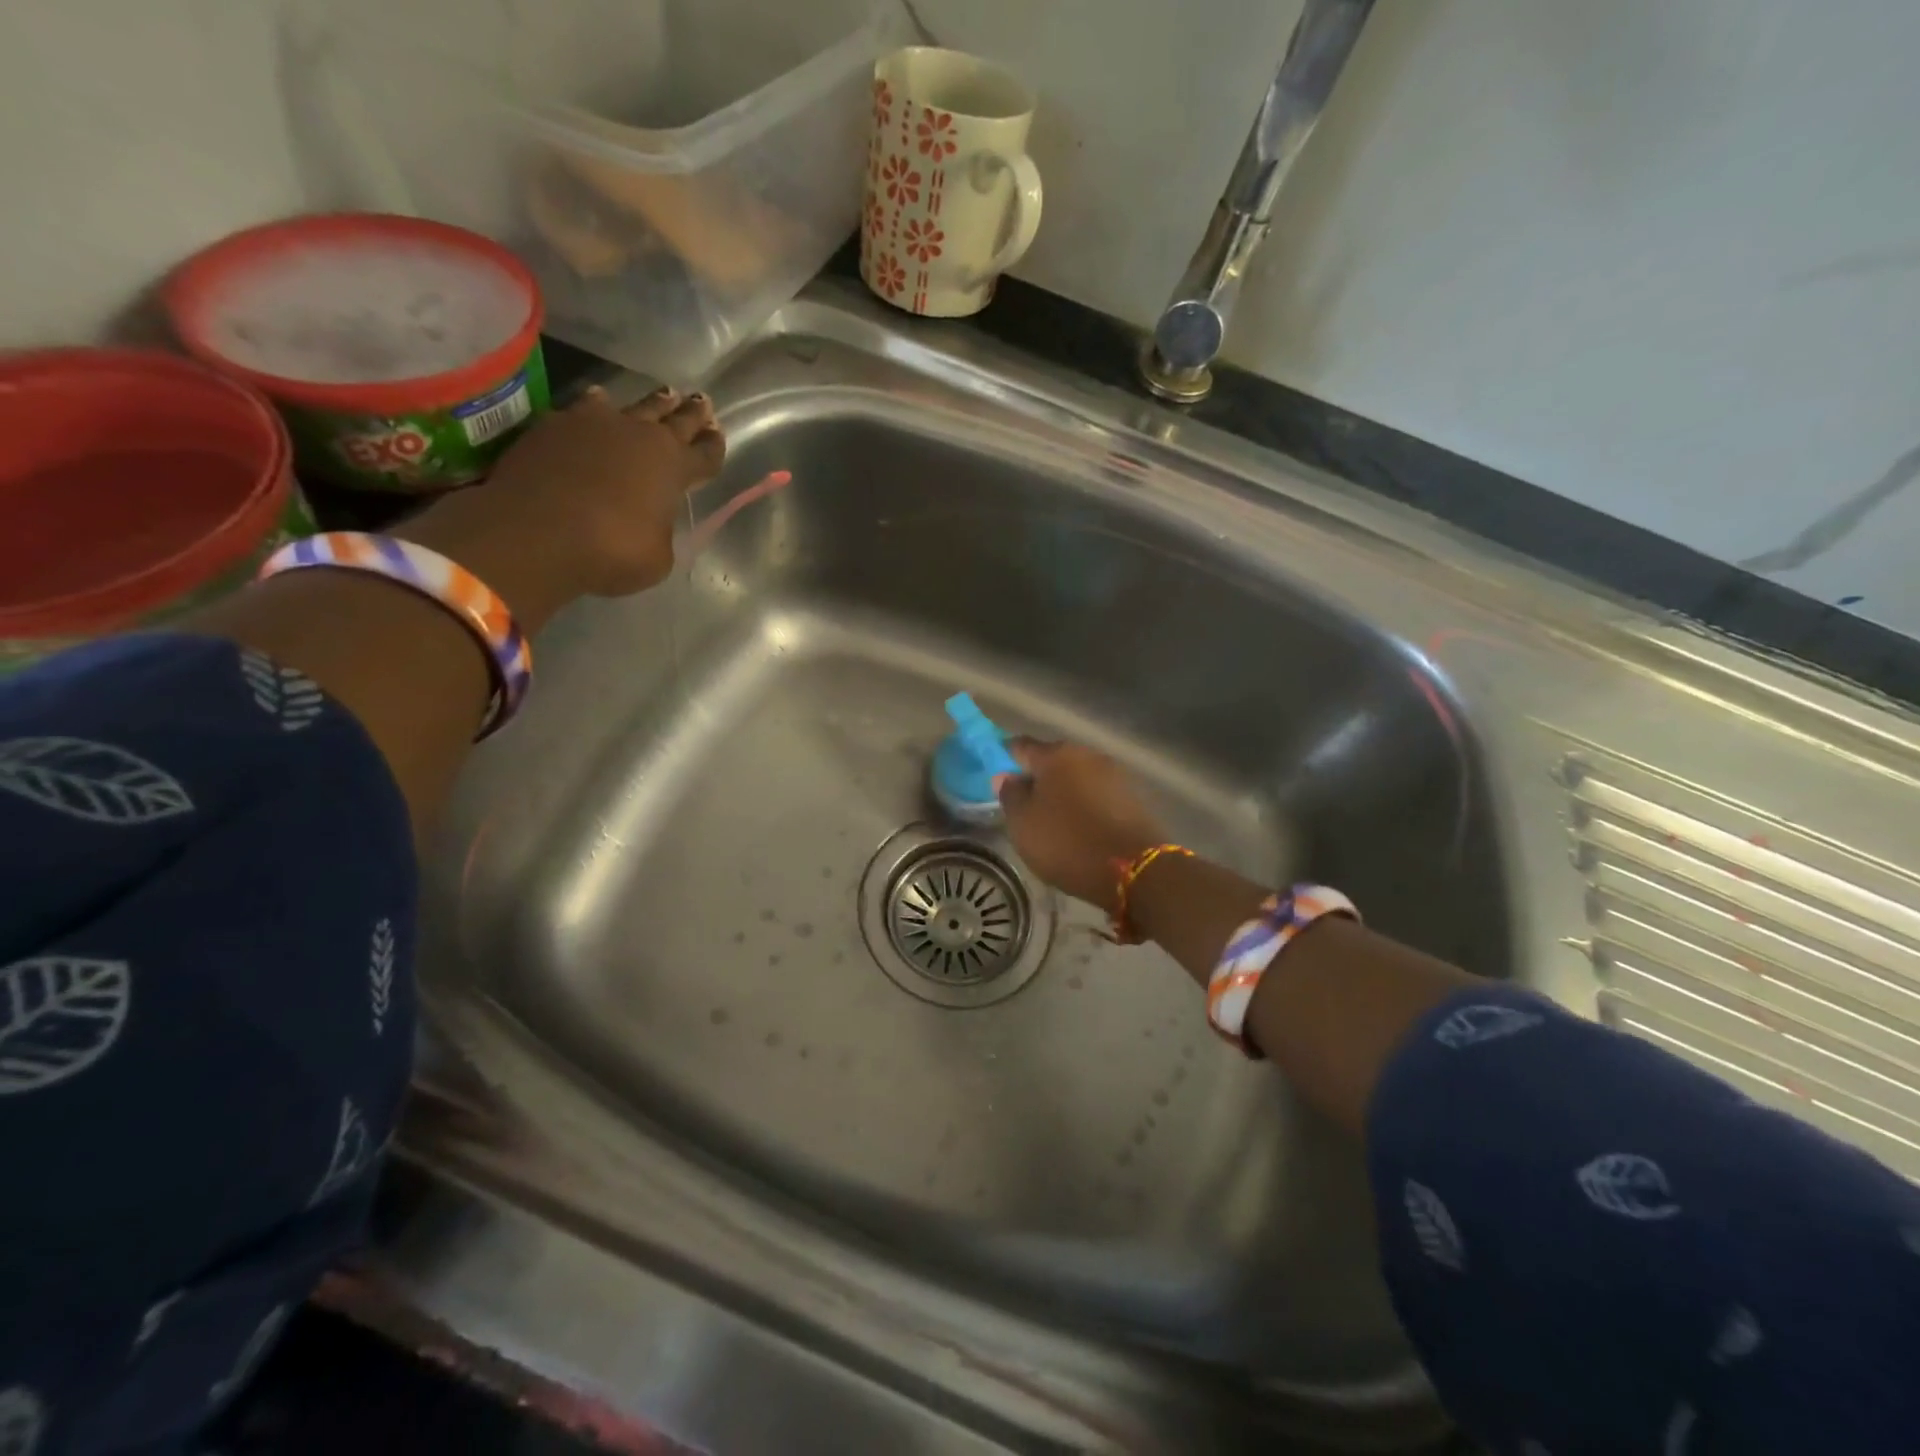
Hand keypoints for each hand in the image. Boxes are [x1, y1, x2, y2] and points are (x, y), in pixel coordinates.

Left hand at [401, 386, 724, 626]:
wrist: (536, 531)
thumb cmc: (611, 551)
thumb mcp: (656, 557)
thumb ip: (661, 533)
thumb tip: (652, 523)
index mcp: (675, 468)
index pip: (705, 454)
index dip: (714, 447)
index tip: (718, 436)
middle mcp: (642, 437)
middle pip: (675, 420)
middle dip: (692, 413)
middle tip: (701, 401)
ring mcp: (597, 424)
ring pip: (634, 406)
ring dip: (652, 403)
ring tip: (662, 395)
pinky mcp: (556, 424)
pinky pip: (586, 408)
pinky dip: (598, 406)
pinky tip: (599, 401)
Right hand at [997, 740, 1167, 916]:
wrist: (1135, 869)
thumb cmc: (1068, 842)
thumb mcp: (1024, 824)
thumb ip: (1011, 796)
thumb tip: (1006, 776)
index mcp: (1056, 754)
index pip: (1020, 746)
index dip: (1005, 760)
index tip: (997, 780)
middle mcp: (1086, 754)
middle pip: (1052, 760)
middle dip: (1037, 778)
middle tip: (1024, 806)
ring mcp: (1114, 774)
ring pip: (1077, 777)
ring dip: (1064, 793)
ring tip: (1053, 821)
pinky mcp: (1133, 797)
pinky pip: (1098, 795)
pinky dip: (1085, 806)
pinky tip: (1080, 828)